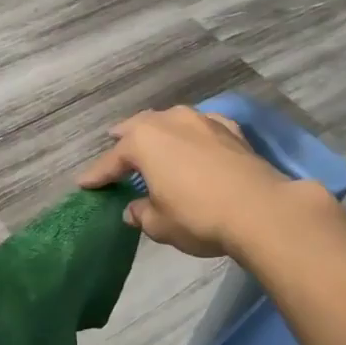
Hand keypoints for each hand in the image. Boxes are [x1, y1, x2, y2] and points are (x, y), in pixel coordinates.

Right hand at [77, 106, 291, 257]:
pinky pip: (203, 127)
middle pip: (139, 127)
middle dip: (125, 137)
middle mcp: (169, 122)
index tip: (84, 184)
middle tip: (113, 141)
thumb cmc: (198, 216)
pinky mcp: (231, 131)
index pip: (112, 160)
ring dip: (160, 130)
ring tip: (154, 138)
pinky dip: (194, 134)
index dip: (97, 174)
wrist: (261, 210)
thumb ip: (142, 213)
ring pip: (171, 120)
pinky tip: (197, 140)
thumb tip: (134, 209)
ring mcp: (203, 122)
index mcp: (143, 142)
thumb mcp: (160, 224)